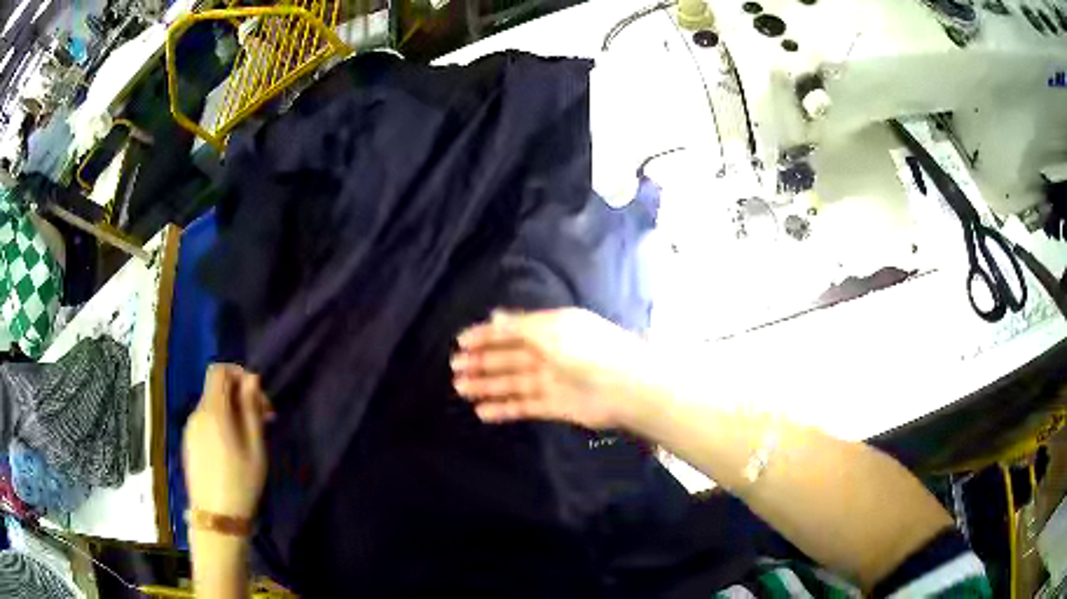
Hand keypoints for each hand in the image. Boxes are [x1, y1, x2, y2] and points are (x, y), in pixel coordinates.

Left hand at [183, 364, 273, 519]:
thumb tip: (252, 379)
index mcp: (213, 411)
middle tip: (264, 419)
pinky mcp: (189, 444)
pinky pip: (205, 422)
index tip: (258, 396)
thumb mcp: (255, 448)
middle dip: (240, 395)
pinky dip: (220, 424)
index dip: (238, 373)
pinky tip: (233, 449)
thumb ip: (251, 410)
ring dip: (231, 411)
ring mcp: (190, 429)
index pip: (218, 370)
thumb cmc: (241, 483)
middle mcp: (196, 414)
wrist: (216, 519)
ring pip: (211, 406)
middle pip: (216, 388)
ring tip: (250, 438)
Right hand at [451, 309, 649, 429]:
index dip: (486, 335)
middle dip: (482, 361)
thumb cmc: (588, 351)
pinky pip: (524, 405)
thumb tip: (494, 316)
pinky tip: (482, 411)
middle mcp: (550, 352)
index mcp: (551, 328)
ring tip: (460, 388)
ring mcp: (553, 380)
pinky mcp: (556, 405)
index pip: (512, 329)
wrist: (627, 389)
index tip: (460, 342)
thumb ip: (520, 326)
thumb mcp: (551, 331)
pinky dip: (504, 408)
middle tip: (455, 368)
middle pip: (510, 356)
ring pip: (513, 381)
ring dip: (487, 384)